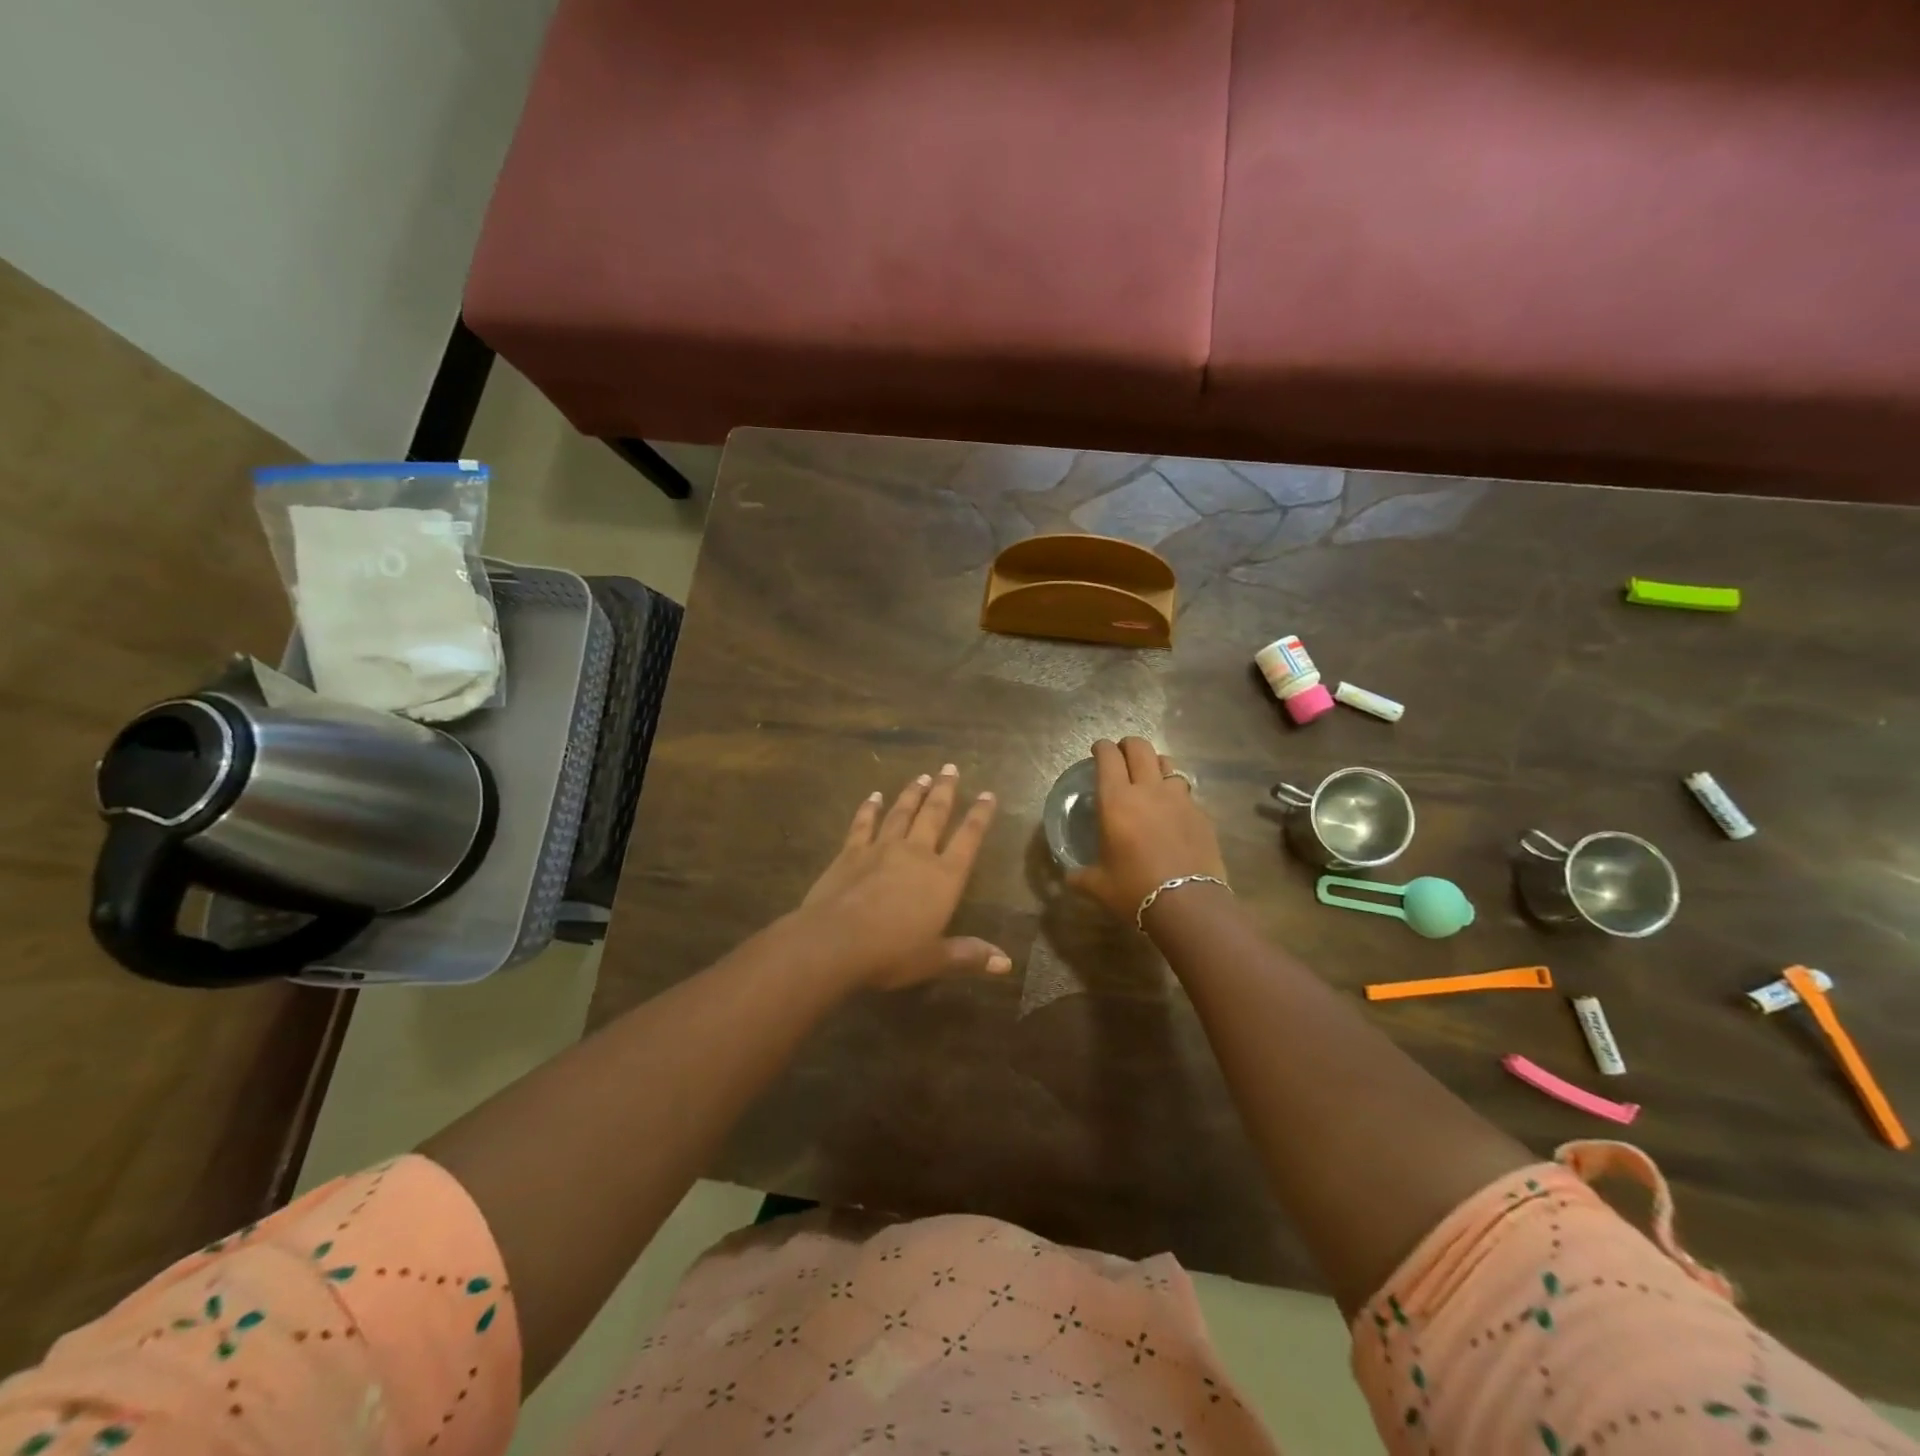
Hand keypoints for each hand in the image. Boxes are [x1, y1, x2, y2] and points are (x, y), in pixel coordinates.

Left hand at [798, 765, 1009, 989]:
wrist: (835, 942)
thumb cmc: (891, 954)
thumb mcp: (934, 959)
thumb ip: (969, 956)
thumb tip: (1007, 965)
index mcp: (943, 878)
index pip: (968, 839)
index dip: (981, 816)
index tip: (989, 794)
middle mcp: (917, 854)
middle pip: (935, 814)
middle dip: (945, 790)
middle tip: (951, 767)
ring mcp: (882, 848)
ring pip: (902, 812)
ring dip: (913, 793)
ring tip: (922, 776)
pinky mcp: (851, 852)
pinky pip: (864, 823)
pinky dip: (870, 808)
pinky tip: (874, 796)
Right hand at [1068, 737, 1228, 922]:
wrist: (1189, 904)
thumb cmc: (1135, 890)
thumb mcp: (1098, 886)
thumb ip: (1081, 876)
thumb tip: (1068, 877)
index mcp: (1116, 801)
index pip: (1108, 757)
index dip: (1102, 748)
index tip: (1098, 750)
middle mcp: (1148, 790)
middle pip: (1140, 748)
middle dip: (1128, 745)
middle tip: (1122, 755)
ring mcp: (1179, 799)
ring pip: (1167, 764)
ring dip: (1155, 764)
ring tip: (1150, 778)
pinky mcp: (1201, 814)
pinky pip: (1186, 792)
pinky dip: (1175, 794)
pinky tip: (1173, 811)